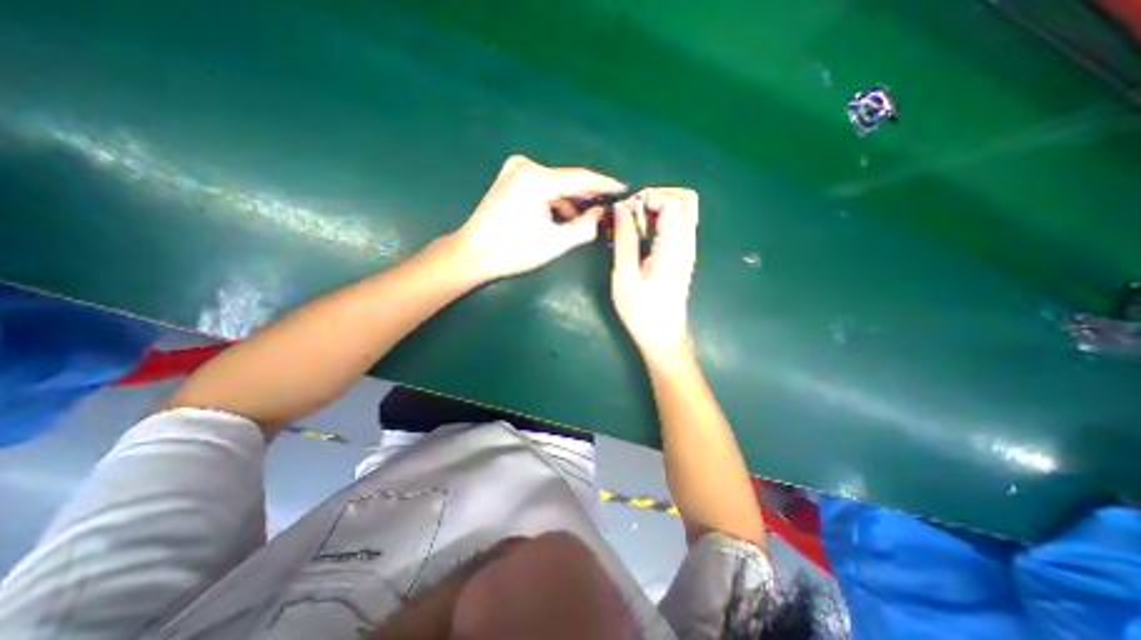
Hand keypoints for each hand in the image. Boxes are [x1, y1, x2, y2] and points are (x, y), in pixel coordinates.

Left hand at [450, 154, 622, 282]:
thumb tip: (600, 213)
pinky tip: (563, 216)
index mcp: (537, 178)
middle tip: (609, 204)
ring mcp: (515, 170)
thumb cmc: (514, 250)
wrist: (472, 253)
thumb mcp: (555, 242)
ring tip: (588, 217)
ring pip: (555, 185)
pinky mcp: (510, 179)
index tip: (623, 188)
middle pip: (567, 180)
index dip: (604, 184)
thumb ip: (585, 227)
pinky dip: (555, 201)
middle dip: (588, 195)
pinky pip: (542, 188)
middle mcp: (526, 166)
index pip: (580, 179)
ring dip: (570, 201)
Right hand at [612, 188, 699, 359]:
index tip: (624, 211)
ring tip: (635, 222)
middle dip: (658, 195)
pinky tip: (643, 234)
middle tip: (633, 210)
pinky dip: (661, 219)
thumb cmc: (641, 312)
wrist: (663, 336)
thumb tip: (620, 209)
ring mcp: (688, 249)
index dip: (647, 197)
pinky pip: (679, 224)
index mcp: (673, 248)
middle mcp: (687, 244)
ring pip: (684, 210)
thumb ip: (624, 239)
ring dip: (659, 206)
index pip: (671, 202)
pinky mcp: (683, 256)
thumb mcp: (624, 277)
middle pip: (686, 199)